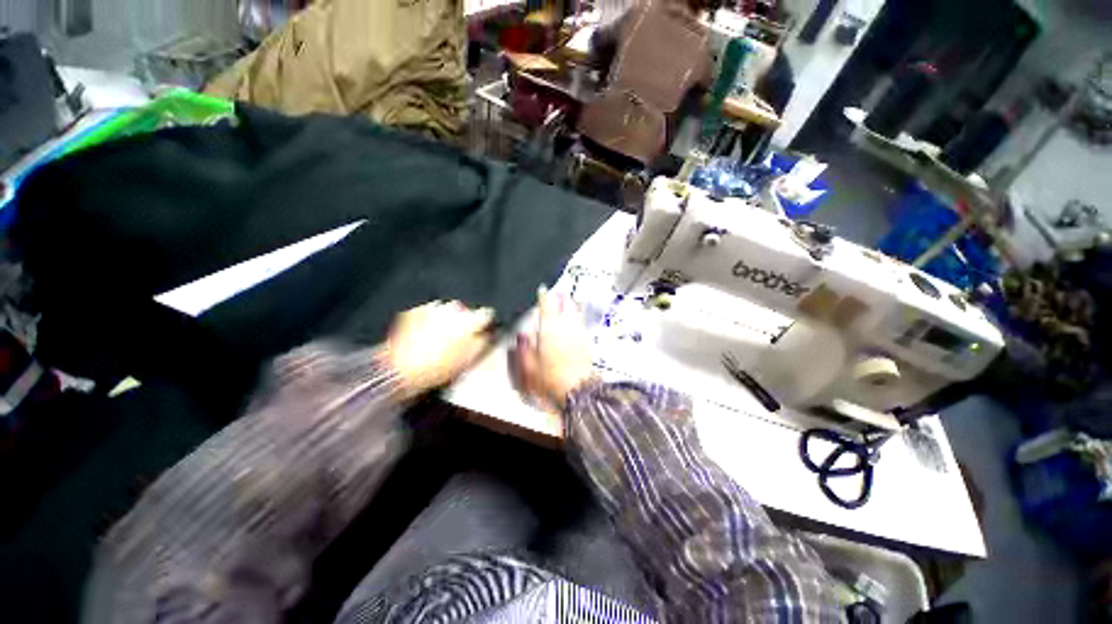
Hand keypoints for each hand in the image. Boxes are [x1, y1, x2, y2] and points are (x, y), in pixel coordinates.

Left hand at [385, 301, 493, 399]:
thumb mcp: (468, 360)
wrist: (402, 371)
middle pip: (465, 312)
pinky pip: (429, 312)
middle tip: (459, 338)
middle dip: (464, 322)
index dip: (486, 321)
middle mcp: (452, 310)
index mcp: (468, 322)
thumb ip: (482, 343)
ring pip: (447, 311)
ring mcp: (432, 309)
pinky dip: (430, 320)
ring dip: (447, 320)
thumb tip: (486, 336)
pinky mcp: (415, 311)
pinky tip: (426, 335)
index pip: (486, 314)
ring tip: (440, 338)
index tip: (484, 326)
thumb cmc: (436, 368)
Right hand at [514, 288, 596, 410]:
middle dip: (562, 298)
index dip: (544, 296)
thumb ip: (524, 349)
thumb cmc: (550, 377)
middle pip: (565, 307)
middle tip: (559, 292)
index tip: (543, 289)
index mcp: (549, 329)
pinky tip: (576, 319)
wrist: (577, 389)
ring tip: (569, 300)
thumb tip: (522, 335)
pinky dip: (578, 317)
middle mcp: (565, 327)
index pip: (547, 307)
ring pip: (575, 313)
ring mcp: (577, 333)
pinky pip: (581, 324)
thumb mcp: (529, 366)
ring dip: (571, 305)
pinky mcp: (585, 342)